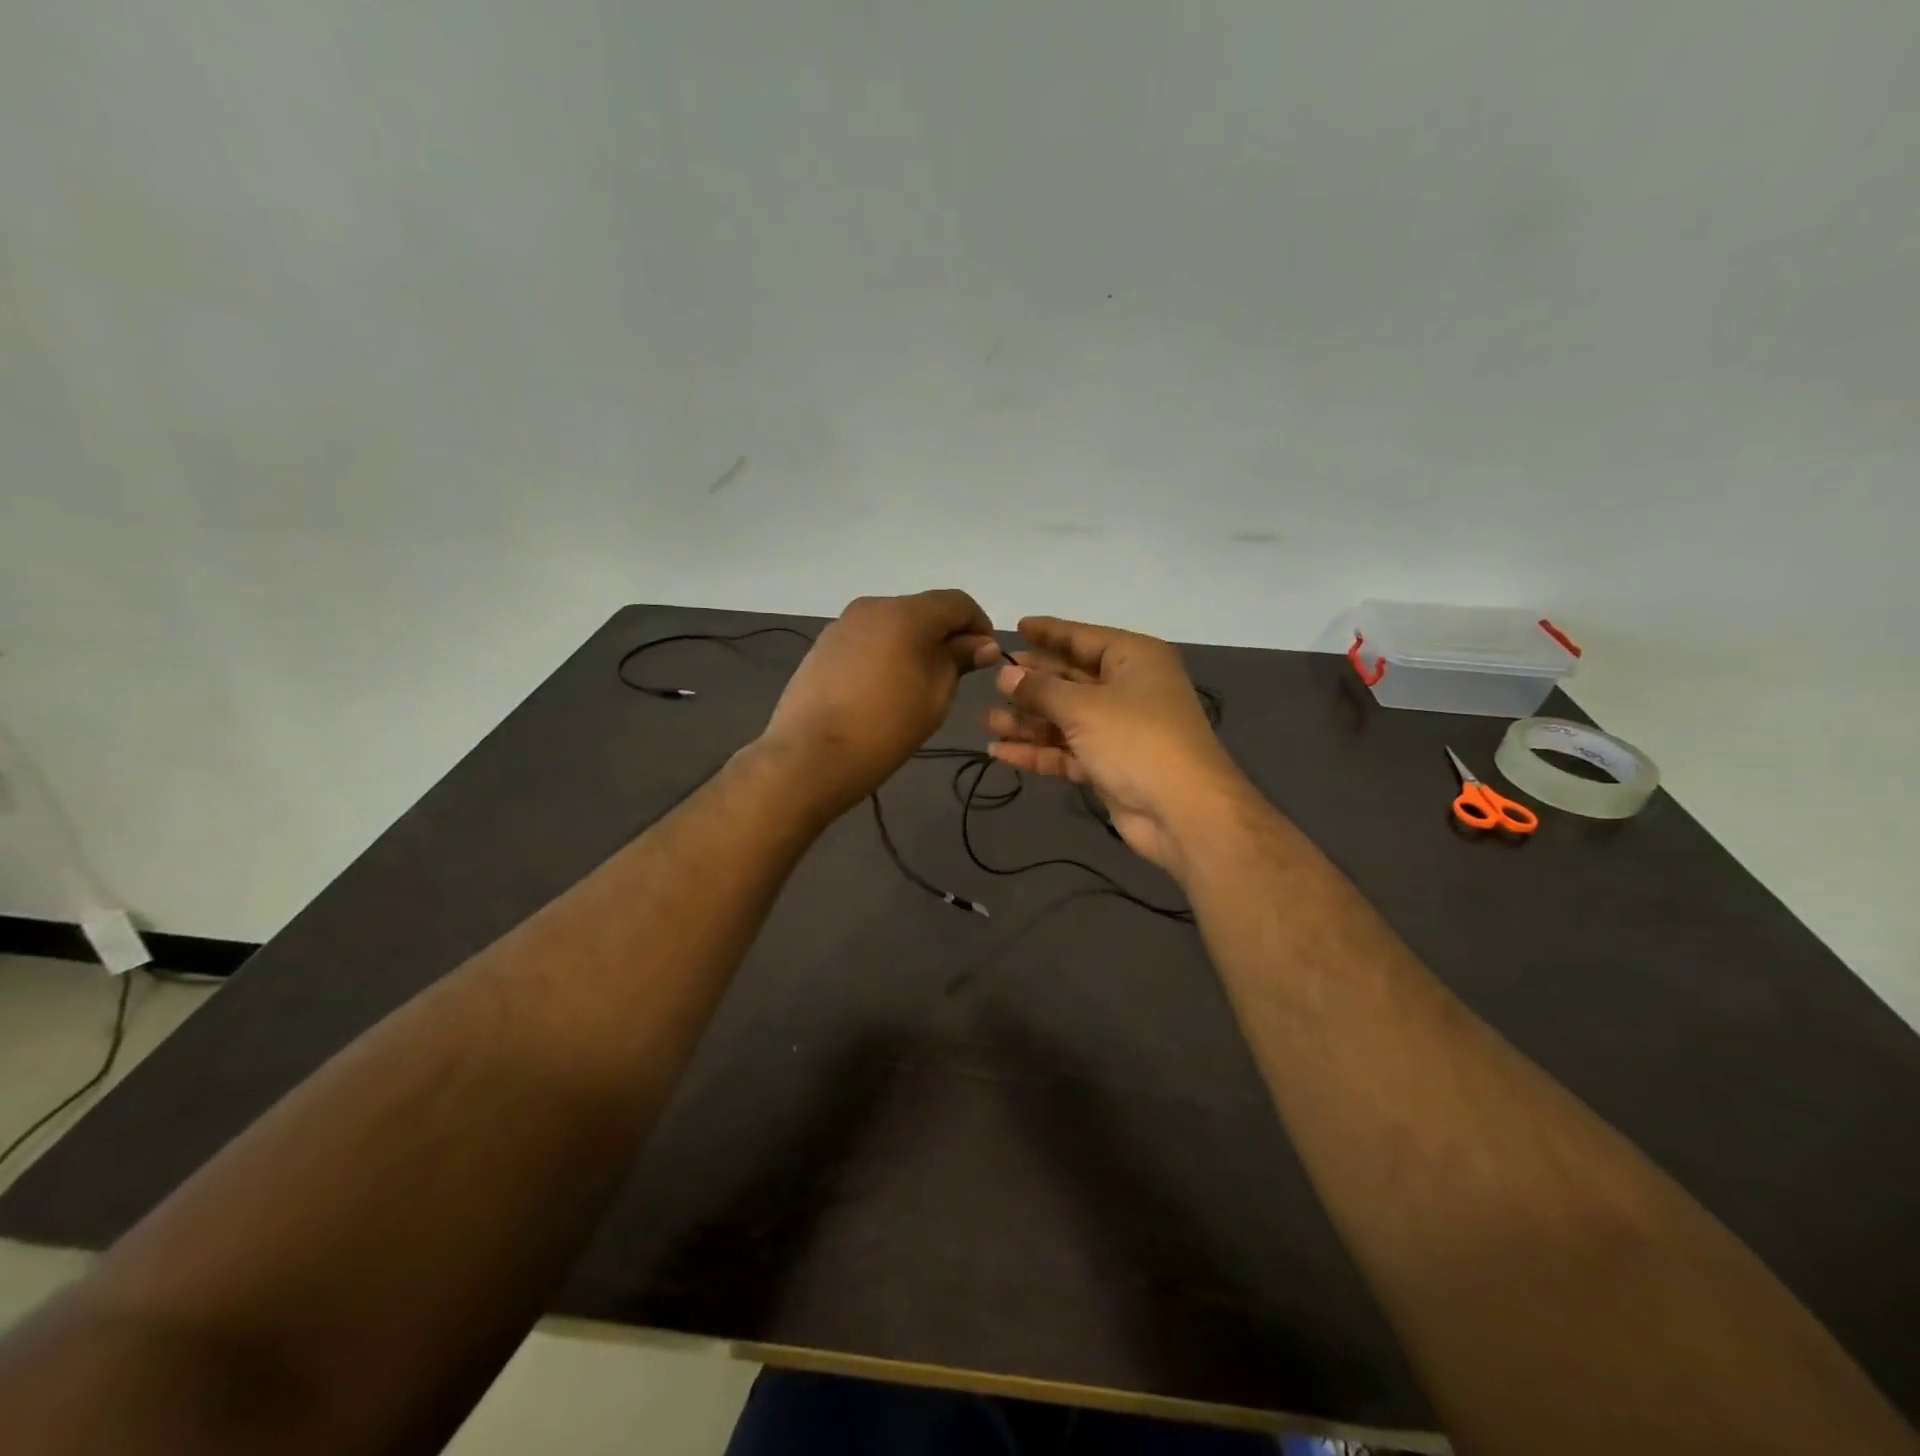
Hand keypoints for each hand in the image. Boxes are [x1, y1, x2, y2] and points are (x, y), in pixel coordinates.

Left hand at [759, 590, 999, 814]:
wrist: (810, 756)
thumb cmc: (885, 728)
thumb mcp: (935, 697)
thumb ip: (959, 661)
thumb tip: (981, 644)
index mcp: (906, 614)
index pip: (957, 602)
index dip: (978, 625)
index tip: (985, 657)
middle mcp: (872, 606)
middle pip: (923, 610)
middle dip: (945, 635)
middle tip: (955, 675)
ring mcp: (843, 624)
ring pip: (893, 624)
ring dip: (913, 644)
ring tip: (917, 685)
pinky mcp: (823, 645)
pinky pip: (867, 639)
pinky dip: (885, 652)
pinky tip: (883, 689)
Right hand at [987, 616, 1249, 877]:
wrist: (1182, 811)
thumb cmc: (1136, 739)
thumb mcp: (1084, 707)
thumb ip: (1041, 690)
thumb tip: (1005, 674)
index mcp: (1133, 659)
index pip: (1083, 638)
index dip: (1049, 633)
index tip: (1016, 627)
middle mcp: (1128, 689)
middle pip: (1071, 679)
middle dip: (1032, 683)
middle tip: (992, 681)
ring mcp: (1119, 730)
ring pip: (1065, 718)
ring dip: (1028, 721)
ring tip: (986, 721)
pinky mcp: (1110, 765)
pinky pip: (1067, 750)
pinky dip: (1038, 751)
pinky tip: (1000, 752)